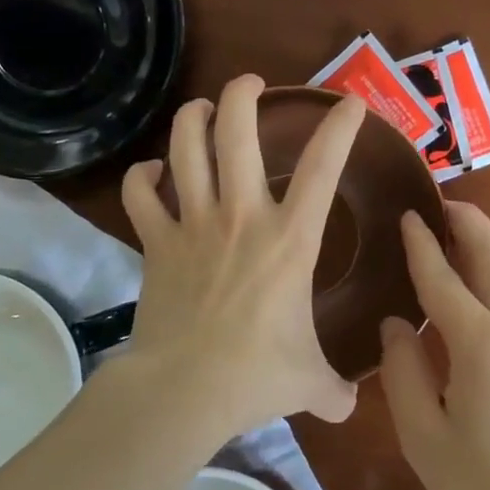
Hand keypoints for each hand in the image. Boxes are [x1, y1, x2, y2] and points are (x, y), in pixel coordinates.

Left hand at [120, 75, 365, 436]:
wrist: (183, 389)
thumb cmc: (256, 375)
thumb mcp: (309, 381)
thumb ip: (334, 388)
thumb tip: (349, 406)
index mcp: (290, 239)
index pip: (323, 168)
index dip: (339, 128)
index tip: (349, 102)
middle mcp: (241, 216)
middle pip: (237, 133)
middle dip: (244, 94)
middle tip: (252, 83)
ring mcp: (193, 224)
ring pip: (185, 148)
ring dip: (192, 119)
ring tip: (201, 107)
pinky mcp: (155, 242)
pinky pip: (140, 195)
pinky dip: (142, 177)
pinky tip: (150, 173)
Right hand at [381, 203, 489, 489]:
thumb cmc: (488, 485)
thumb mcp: (424, 438)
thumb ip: (402, 373)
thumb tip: (395, 326)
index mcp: (481, 343)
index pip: (442, 278)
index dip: (420, 245)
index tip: (407, 215)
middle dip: (466, 222)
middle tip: (438, 204)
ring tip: (466, 227)